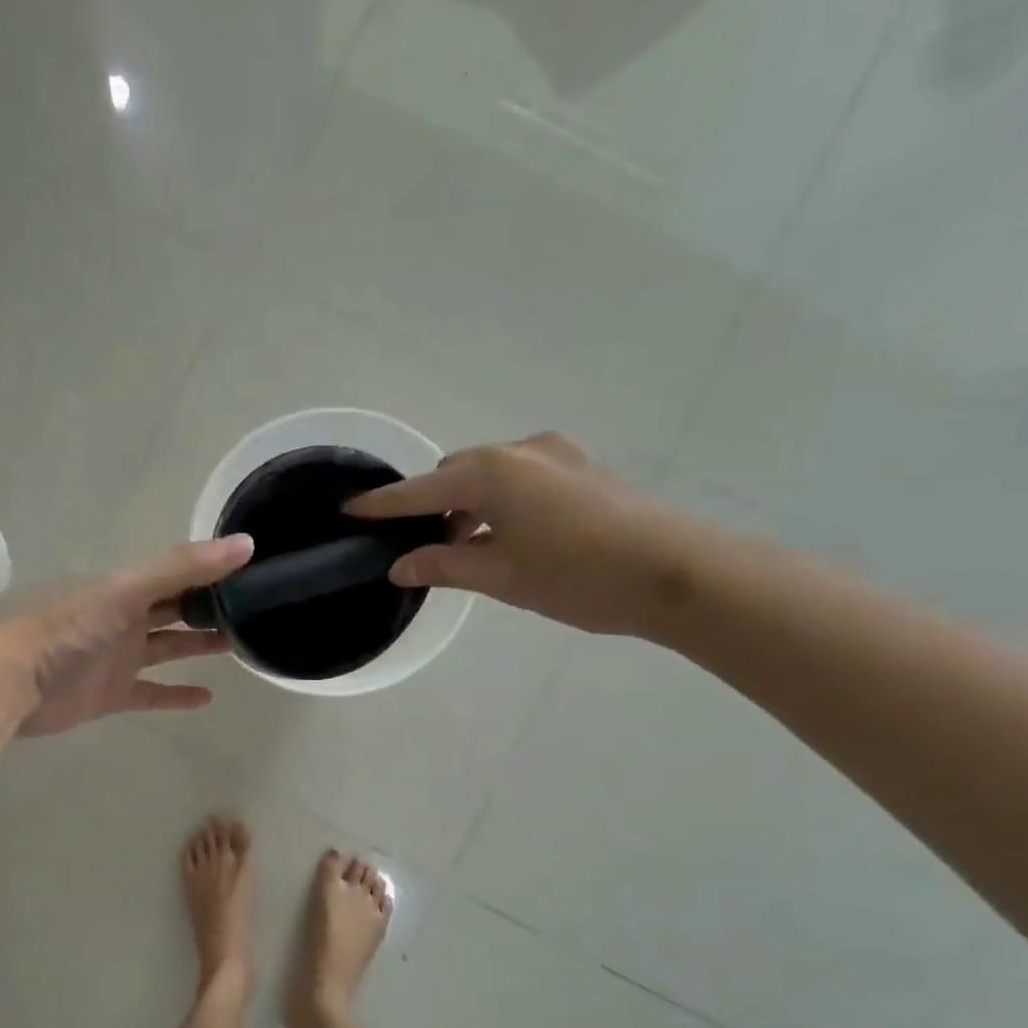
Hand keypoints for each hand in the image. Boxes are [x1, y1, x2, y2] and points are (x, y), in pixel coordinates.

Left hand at [0, 535, 255, 736]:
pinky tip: (208, 697)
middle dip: (210, 607)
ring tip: (240, 644)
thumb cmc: (70, 630)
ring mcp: (119, 658)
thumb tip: (246, 544)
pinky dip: (177, 695)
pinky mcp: (113, 694)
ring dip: (199, 645)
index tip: (253, 568)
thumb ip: (182, 569)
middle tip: (254, 609)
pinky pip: (152, 693)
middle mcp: (126, 620)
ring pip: (168, 648)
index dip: (212, 569)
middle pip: (175, 609)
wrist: (15, 683)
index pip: (178, 574)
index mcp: (128, 589)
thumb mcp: (127, 591)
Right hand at [345, 434, 710, 636]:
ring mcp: (557, 456)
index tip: (349, 508)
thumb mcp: (500, 577)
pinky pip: (521, 479)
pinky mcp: (582, 469)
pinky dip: (501, 503)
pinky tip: (507, 538)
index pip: (420, 490)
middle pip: (456, 473)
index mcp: (492, 473)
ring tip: (466, 549)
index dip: (383, 503)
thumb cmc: (577, 576)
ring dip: (469, 505)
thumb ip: (443, 566)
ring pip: (490, 476)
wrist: (678, 573)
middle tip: (423, 546)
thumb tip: (399, 566)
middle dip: (432, 504)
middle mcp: (521, 451)